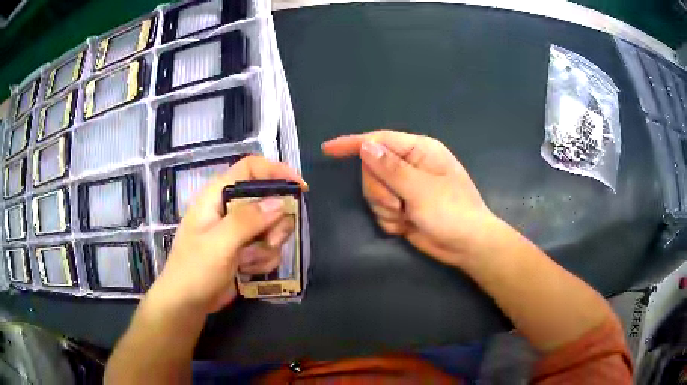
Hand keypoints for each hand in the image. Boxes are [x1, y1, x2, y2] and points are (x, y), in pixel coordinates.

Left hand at [151, 156, 306, 314]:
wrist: (187, 304)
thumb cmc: (195, 270)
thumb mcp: (219, 243)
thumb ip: (247, 220)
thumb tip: (279, 201)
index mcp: (217, 196)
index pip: (250, 168)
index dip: (276, 171)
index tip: (299, 188)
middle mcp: (230, 209)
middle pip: (268, 200)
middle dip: (274, 223)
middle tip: (270, 240)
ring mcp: (238, 231)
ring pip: (272, 227)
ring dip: (267, 247)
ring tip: (248, 261)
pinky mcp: (244, 250)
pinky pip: (268, 248)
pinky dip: (262, 260)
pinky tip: (246, 271)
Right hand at [323, 130, 496, 266]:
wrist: (467, 246)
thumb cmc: (453, 212)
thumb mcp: (421, 189)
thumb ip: (391, 168)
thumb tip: (365, 146)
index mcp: (419, 150)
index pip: (379, 140)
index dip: (353, 144)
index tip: (328, 149)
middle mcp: (409, 165)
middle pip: (371, 169)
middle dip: (380, 190)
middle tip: (399, 204)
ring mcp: (404, 187)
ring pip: (373, 191)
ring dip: (385, 208)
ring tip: (406, 216)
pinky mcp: (401, 207)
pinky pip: (380, 209)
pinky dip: (390, 220)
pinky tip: (407, 225)